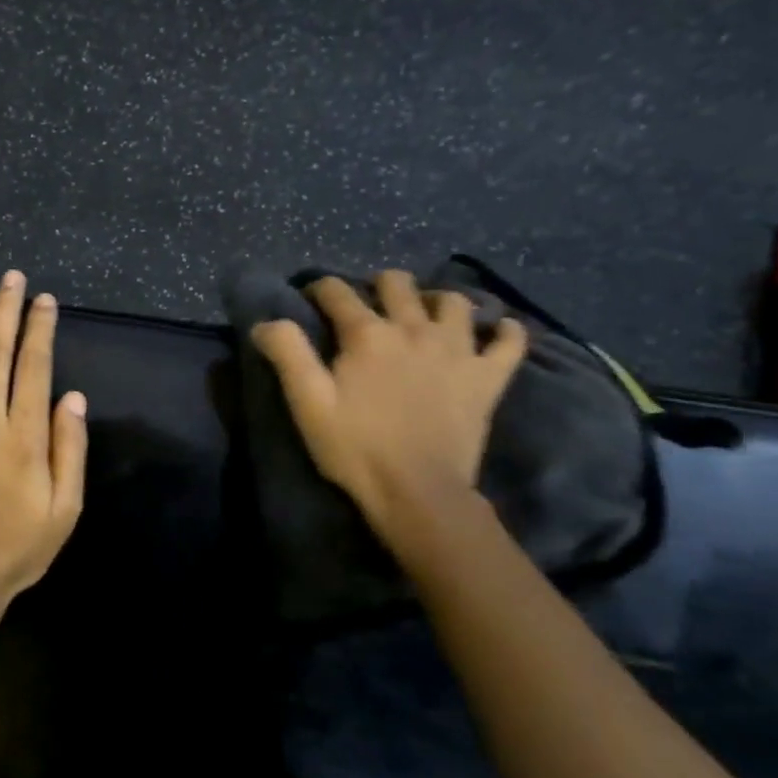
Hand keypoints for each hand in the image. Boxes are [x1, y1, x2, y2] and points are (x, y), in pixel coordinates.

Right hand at [252, 272, 526, 555]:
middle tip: (368, 307)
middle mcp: (414, 329)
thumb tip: (267, 321)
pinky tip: (497, 331)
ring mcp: (457, 351)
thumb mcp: (308, 404)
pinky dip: (505, 331)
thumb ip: (287, 354)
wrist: (418, 493)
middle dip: (377, 285)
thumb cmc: (356, 449)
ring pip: (454, 302)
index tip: (311, 297)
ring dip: (436, 300)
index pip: (338, 292)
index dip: (320, 288)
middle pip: (397, 284)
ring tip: (425, 315)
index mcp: (367, 334)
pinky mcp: (487, 378)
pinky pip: (510, 342)